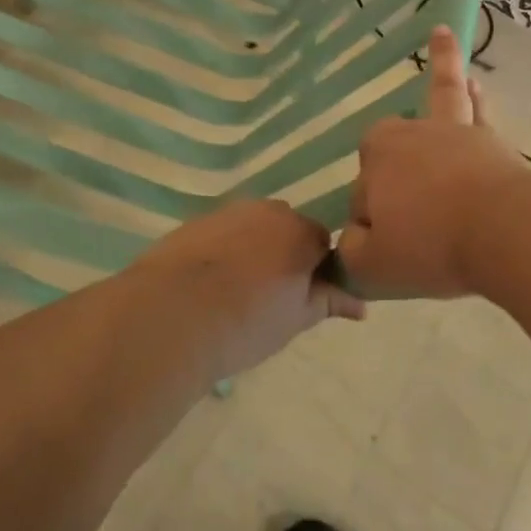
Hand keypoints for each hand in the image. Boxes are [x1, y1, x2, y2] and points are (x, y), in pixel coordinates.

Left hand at [133, 199, 364, 378]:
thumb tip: (360, 304)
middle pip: (286, 229)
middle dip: (285, 256)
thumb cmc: (246, 320)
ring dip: (253, 251)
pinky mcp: (193, 223)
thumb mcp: (296, 318)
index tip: (302, 298)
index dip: (316, 271)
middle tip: (271, 299)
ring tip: (236, 293)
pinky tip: (209, 284)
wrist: (171, 315)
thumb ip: (329, 302)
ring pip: (252, 229)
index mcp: (298, 229)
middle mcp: (265, 210)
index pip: (322, 243)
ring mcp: (225, 212)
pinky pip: (221, 234)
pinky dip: (222, 252)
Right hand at [335, 26, 530, 298]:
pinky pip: (476, 110)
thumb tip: (355, 238)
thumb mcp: (372, 264)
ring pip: (441, 98)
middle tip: (409, 212)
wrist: (506, 234)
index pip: (362, 193)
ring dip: (442, 68)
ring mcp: (455, 134)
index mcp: (378, 156)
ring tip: (441, 36)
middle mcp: (411, 134)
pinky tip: (474, 81)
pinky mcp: (491, 143)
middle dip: (390, 168)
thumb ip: (352, 250)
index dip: (371, 224)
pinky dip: (472, 92)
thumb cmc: (431, 245)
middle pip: (392, 145)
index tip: (390, 248)